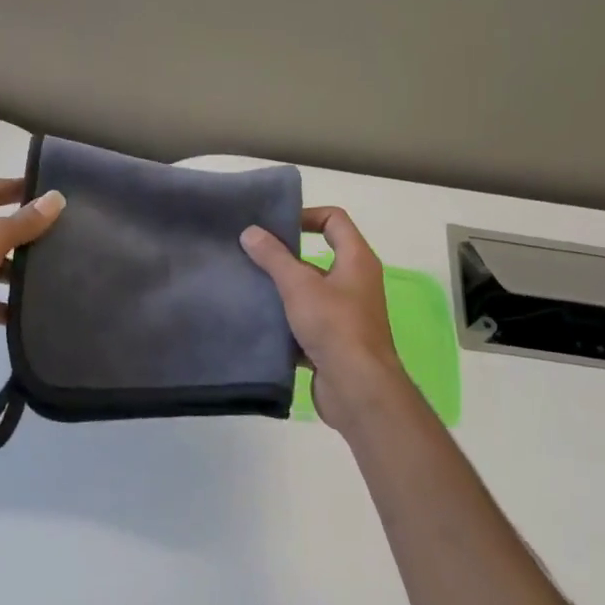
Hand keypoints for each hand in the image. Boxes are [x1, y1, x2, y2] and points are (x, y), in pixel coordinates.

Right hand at [241, 207, 412, 433]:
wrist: (357, 388)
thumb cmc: (334, 326)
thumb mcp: (300, 286)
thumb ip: (274, 257)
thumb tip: (250, 231)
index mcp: (356, 260)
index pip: (334, 220)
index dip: (306, 215)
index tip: (273, 226)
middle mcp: (355, 282)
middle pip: (318, 256)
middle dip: (285, 256)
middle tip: (251, 255)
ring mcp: (345, 314)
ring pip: (309, 292)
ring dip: (282, 290)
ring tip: (248, 286)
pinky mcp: (333, 341)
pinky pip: (305, 322)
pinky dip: (285, 321)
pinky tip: (258, 322)